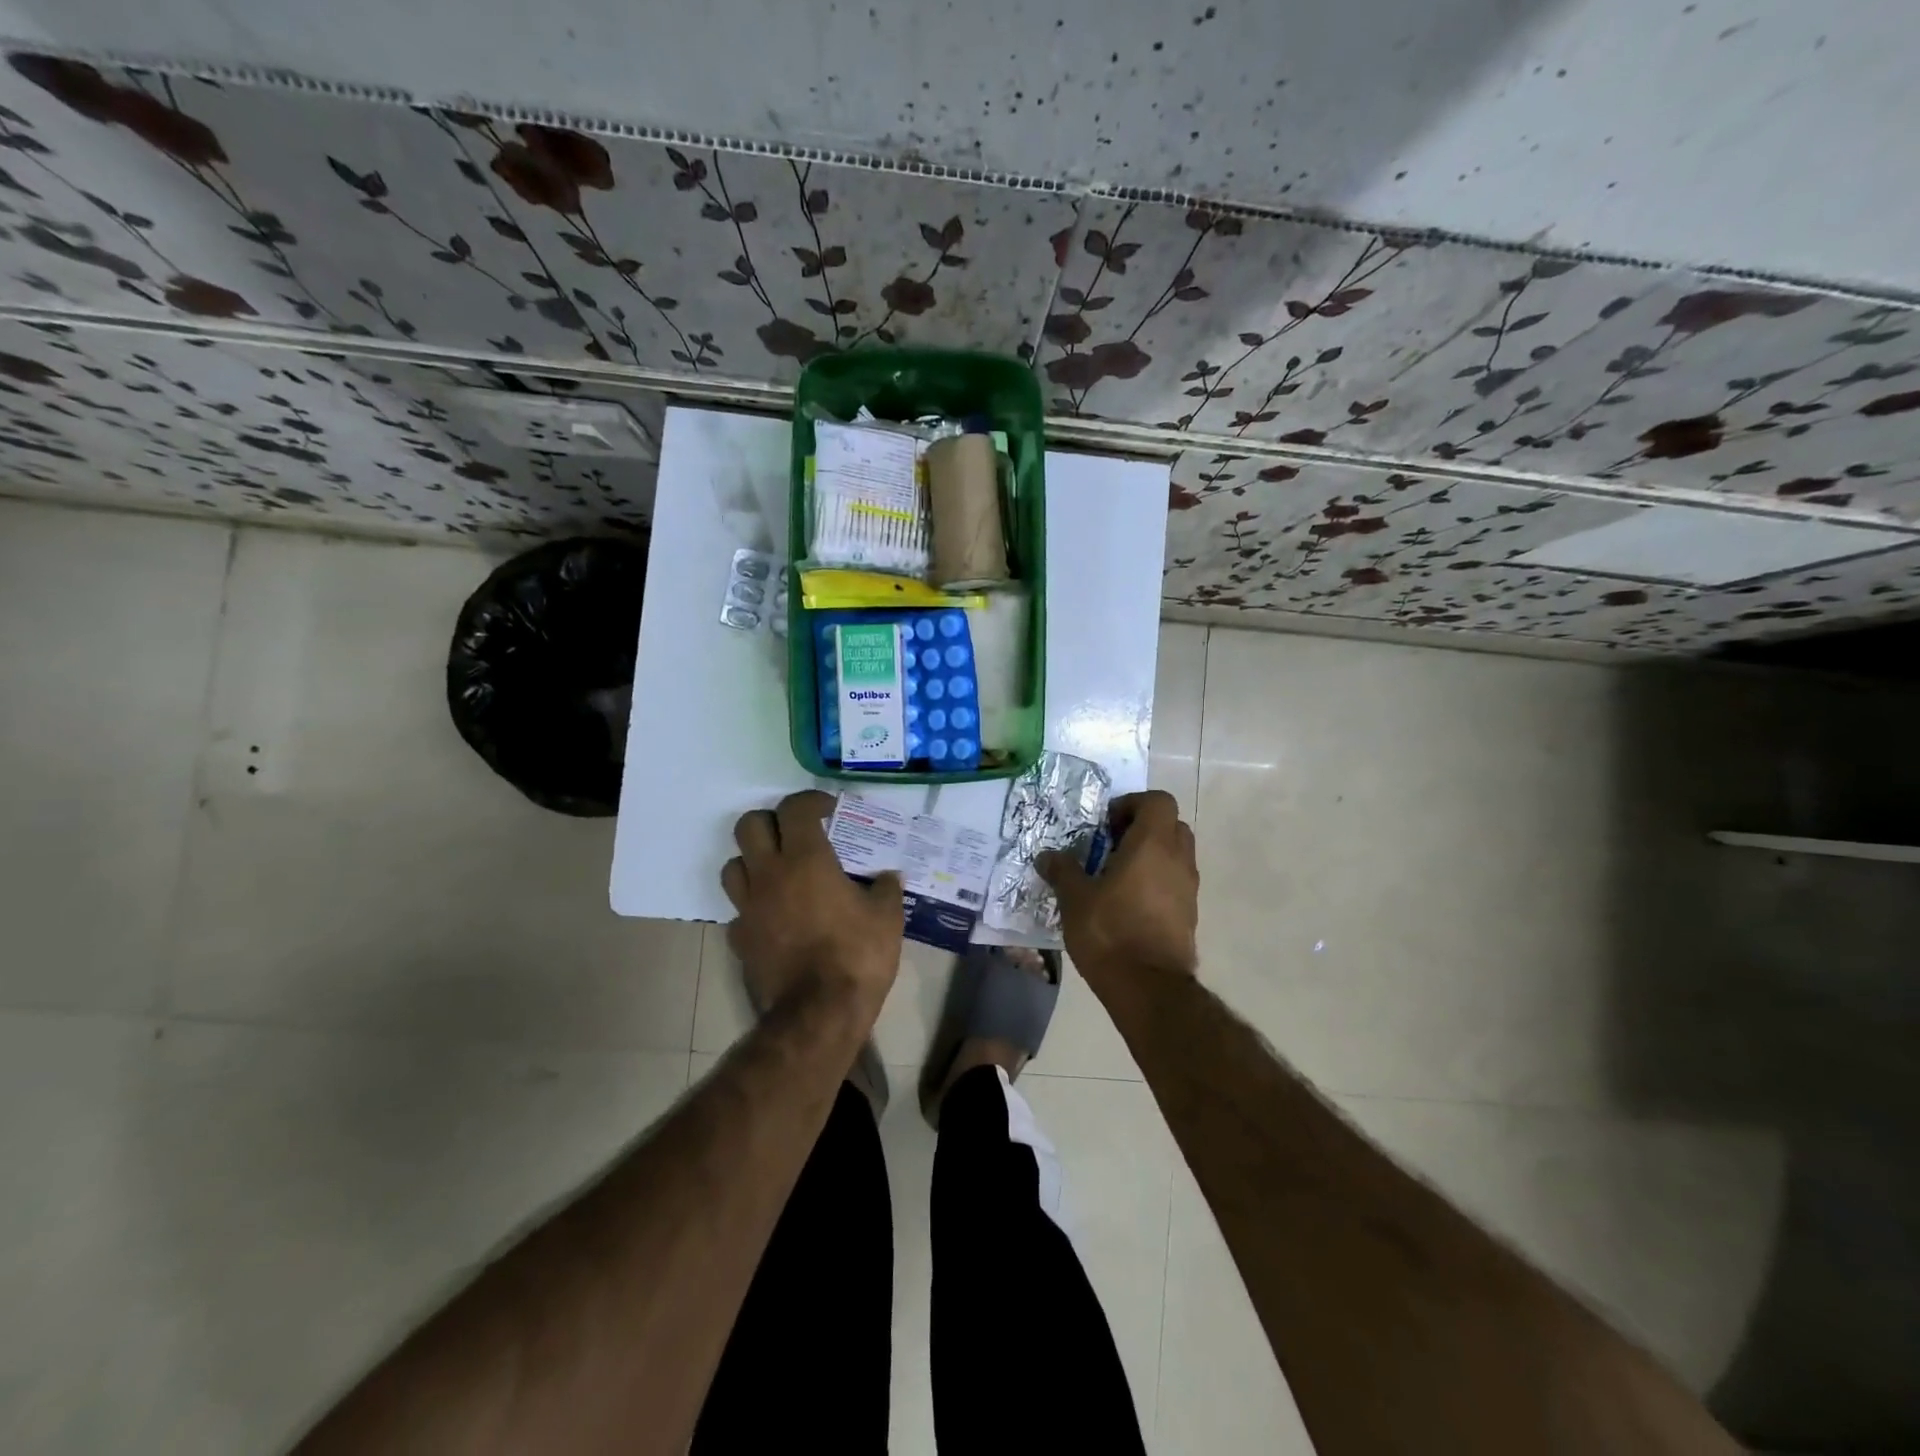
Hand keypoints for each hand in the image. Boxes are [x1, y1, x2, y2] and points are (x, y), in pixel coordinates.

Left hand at [722, 790, 902, 1014]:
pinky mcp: (739, 938)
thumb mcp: (887, 917)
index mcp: (805, 859)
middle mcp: (769, 875)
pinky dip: (753, 904)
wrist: (818, 1013)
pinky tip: (775, 915)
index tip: (829, 810)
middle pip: (750, 825)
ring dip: (753, 860)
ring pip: (734, 865)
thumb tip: (887, 877)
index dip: (811, 801)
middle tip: (796, 834)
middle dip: (772, 821)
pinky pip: (738, 908)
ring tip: (779, 871)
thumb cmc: (857, 955)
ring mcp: (748, 907)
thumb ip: (885, 888)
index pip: (795, 808)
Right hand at [1038, 790, 1198, 978]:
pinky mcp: (1190, 914)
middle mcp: (1178, 859)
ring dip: (1150, 855)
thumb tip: (1047, 856)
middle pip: (1171, 824)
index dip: (1132, 804)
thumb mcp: (1075, 899)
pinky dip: (1157, 880)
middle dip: (1142, 827)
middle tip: (1111, 845)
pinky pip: (1175, 881)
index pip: (1158, 801)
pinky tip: (1128, 902)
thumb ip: (1062, 871)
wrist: (1149, 988)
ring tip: (1116, 875)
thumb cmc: (1110, 932)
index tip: (1106, 824)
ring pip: (1176, 854)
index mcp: (1153, 845)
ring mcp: (1188, 888)